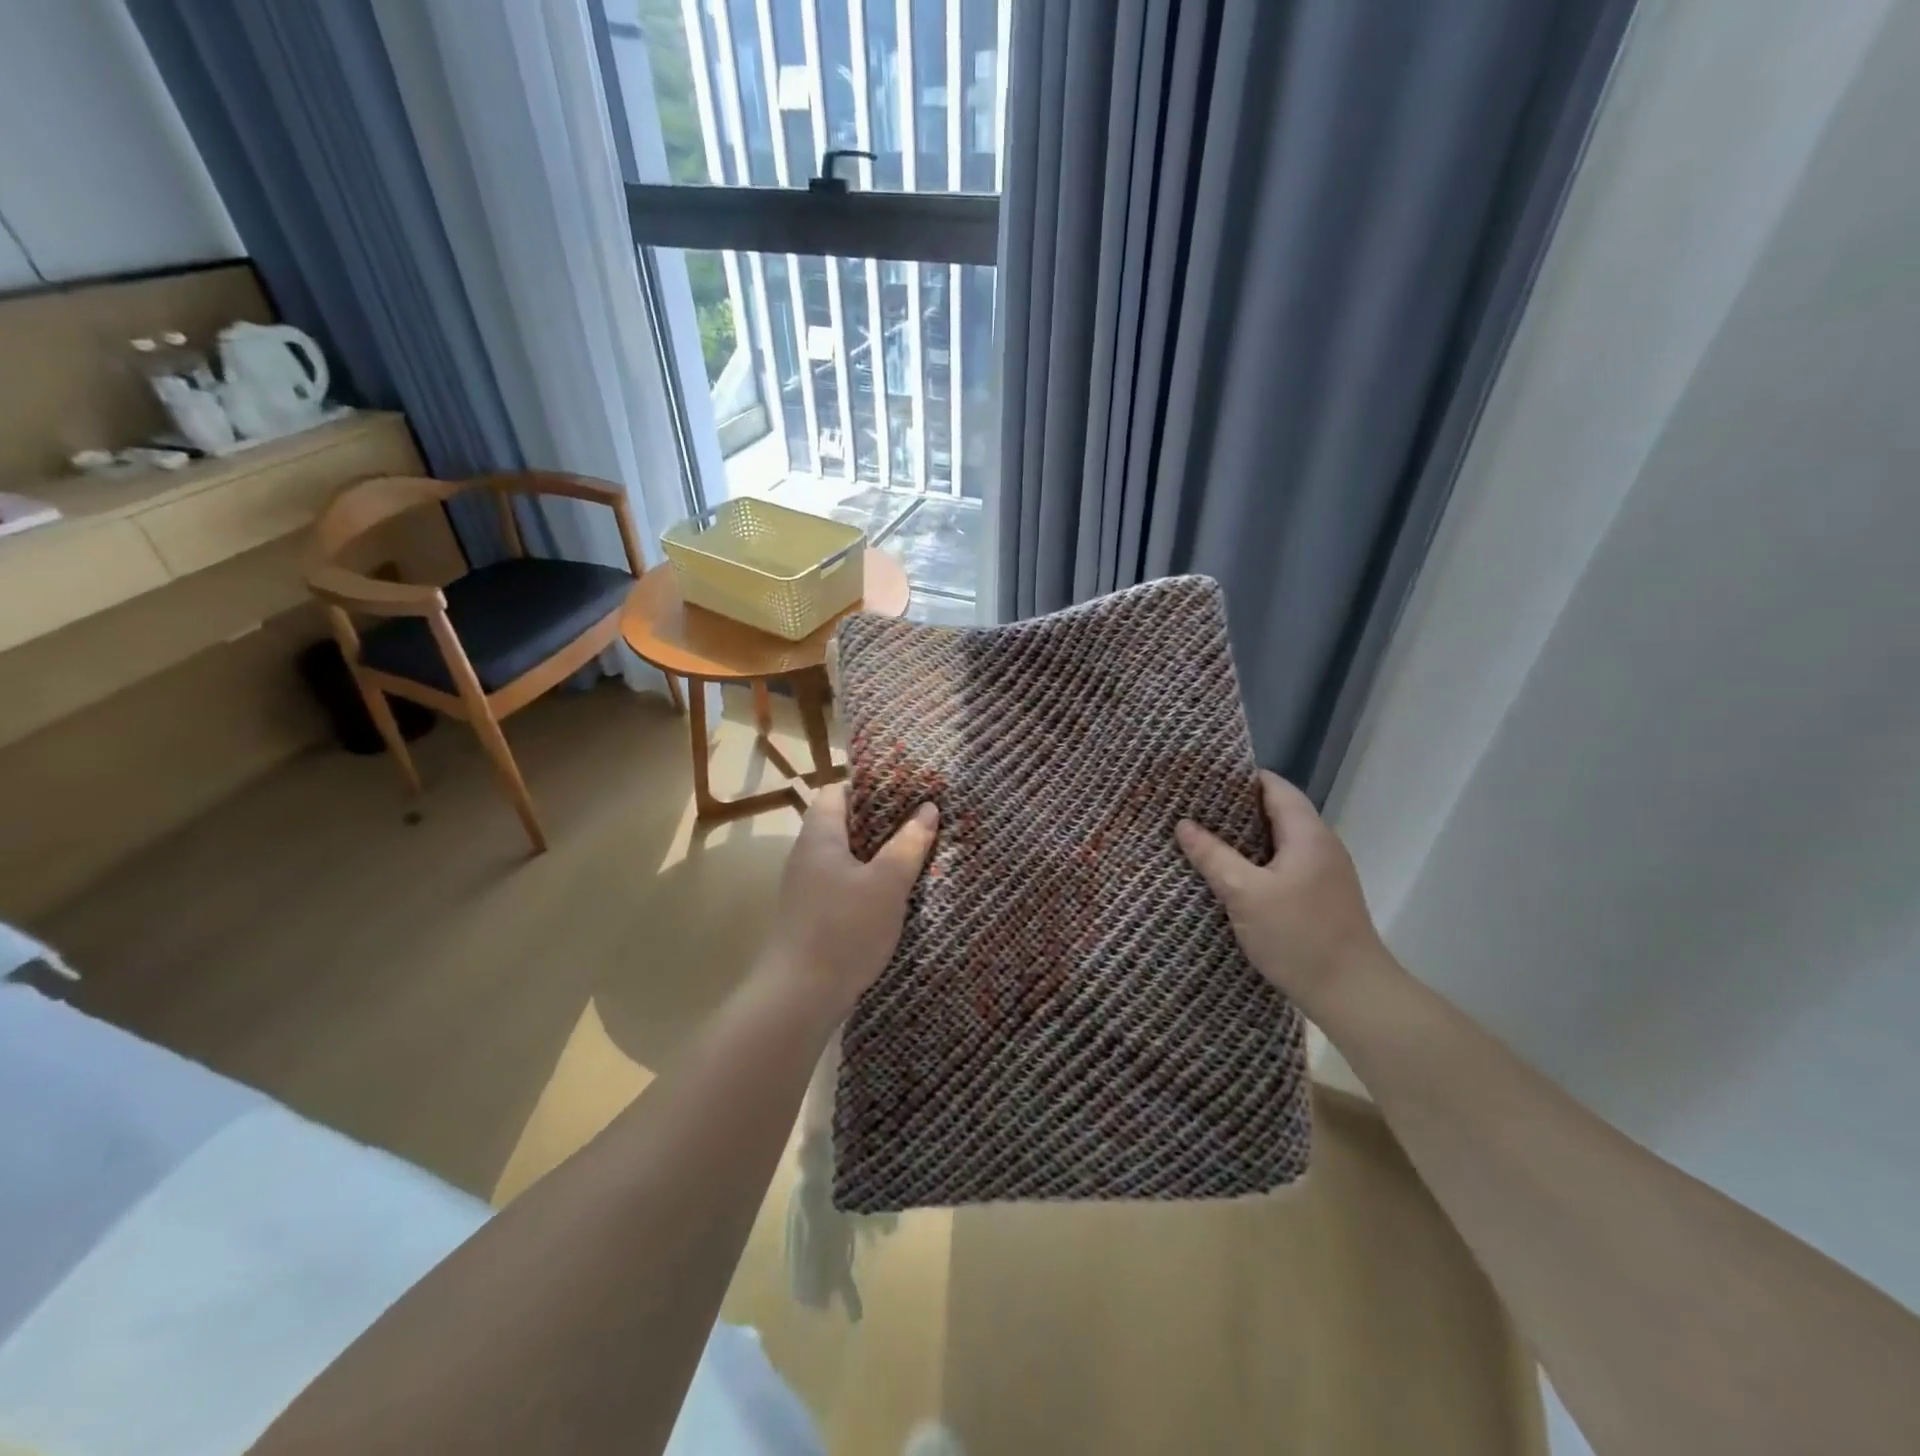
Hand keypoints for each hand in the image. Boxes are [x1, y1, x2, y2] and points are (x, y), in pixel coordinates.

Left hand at [767, 783, 937, 1017]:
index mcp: (820, 836)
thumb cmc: (844, 929)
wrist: (800, 996)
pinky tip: (895, 893)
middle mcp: (808, 855)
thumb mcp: (887, 883)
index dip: (869, 786)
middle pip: (843, 823)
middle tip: (920, 820)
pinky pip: (844, 883)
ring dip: (878, 853)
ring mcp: (807, 886)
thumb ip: (909, 844)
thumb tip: (928, 809)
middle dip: (881, 820)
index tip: (906, 790)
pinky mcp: (813, 914)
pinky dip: (868, 880)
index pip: (837, 791)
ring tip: (915, 852)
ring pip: (846, 855)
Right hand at [1176, 771, 1385, 1012]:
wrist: (1353, 994)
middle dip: (1235, 807)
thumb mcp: (1245, 893)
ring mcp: (1324, 873)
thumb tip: (1184, 824)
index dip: (1239, 778)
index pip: (1274, 786)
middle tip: (1192, 807)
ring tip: (1202, 836)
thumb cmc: (1299, 936)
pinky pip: (1283, 864)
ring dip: (1244, 837)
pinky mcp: (1320, 897)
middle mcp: (1321, 845)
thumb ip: (1213, 856)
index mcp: (1308, 834)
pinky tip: (1230, 874)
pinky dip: (1256, 860)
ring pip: (1279, 840)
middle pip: (1276, 811)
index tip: (1200, 779)